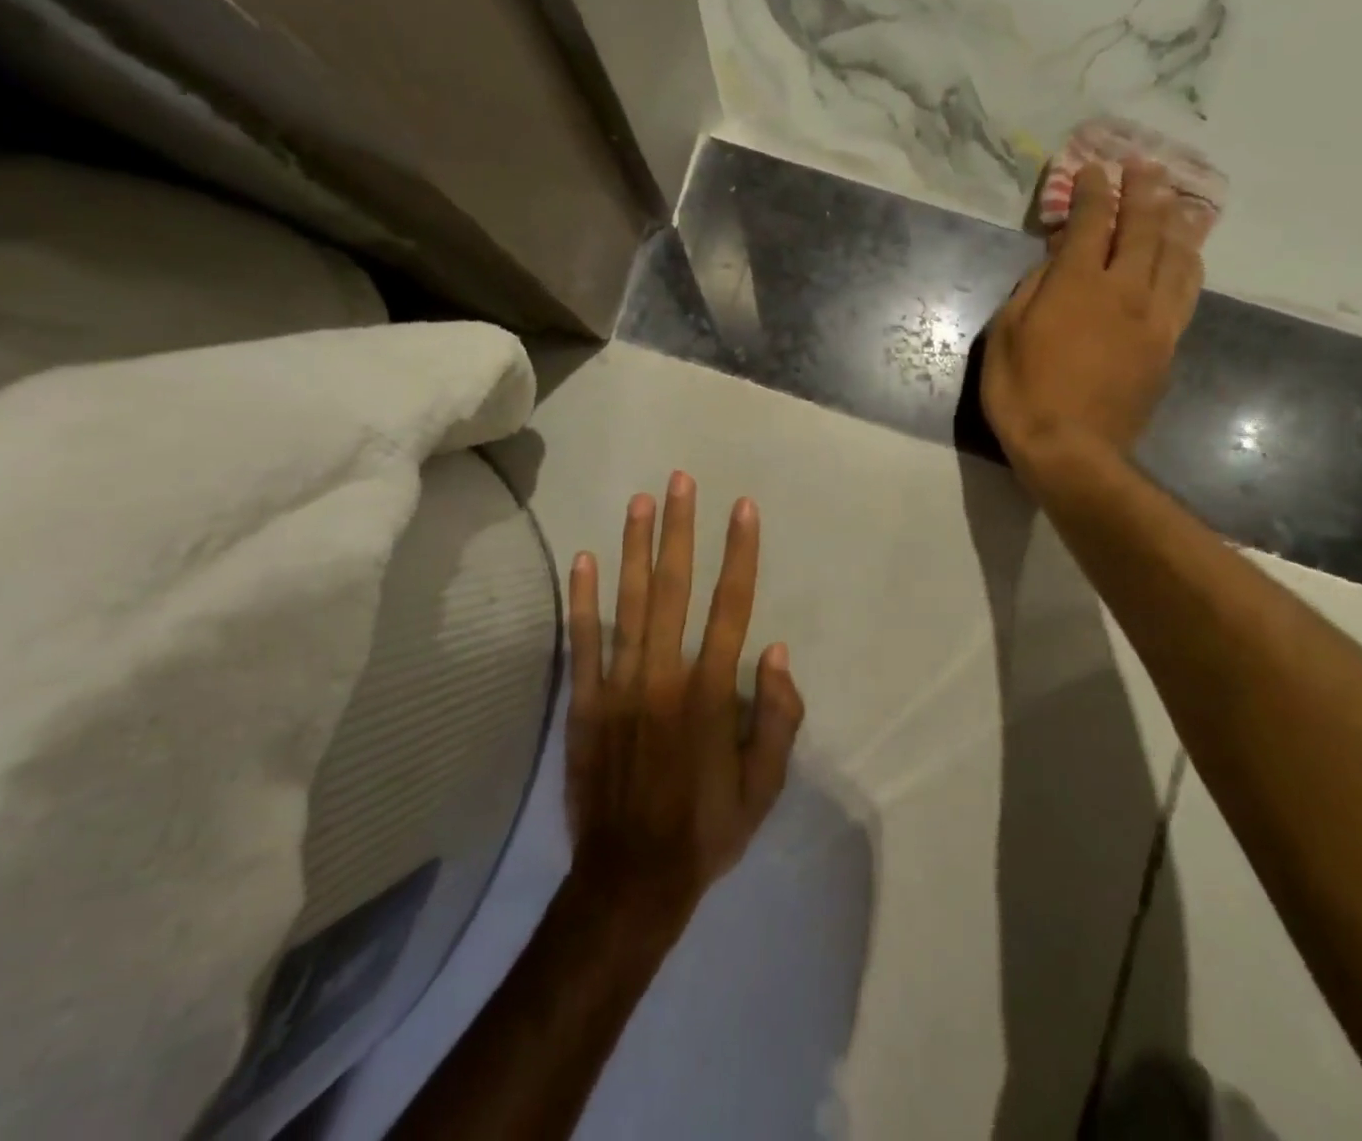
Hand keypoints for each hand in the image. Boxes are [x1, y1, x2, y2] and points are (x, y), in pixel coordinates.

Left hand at [564, 473, 803, 932]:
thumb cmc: (707, 830)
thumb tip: (774, 650)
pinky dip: (584, 599)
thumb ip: (777, 716)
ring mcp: (619, 686)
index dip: (739, 554)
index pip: (731, 606)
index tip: (742, 509)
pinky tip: (585, 559)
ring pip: (629, 602)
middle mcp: (664, 675)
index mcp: (710, 693)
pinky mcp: (585, 703)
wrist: (630, 880)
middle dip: (680, 530)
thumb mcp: (764, 786)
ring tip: (640, 501)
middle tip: (681, 481)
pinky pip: (583, 642)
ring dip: (636, 548)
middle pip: (675, 588)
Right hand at [981, 159, 1210, 480]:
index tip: (1094, 168)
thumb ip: (1030, 290)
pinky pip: (1185, 294)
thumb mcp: (1004, 336)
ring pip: (1175, 257)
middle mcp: (1123, 290)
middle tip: (1146, 164)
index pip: (1090, 222)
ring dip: (1176, 222)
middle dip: (1144, 190)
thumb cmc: (1023, 393)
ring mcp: (1152, 319)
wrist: (1072, 451)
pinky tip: (1188, 256)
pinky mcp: (1166, 346)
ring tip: (1178, 201)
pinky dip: (1187, 266)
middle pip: (1143, 228)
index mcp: (1077, 284)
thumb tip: (1054, 264)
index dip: (1093, 191)